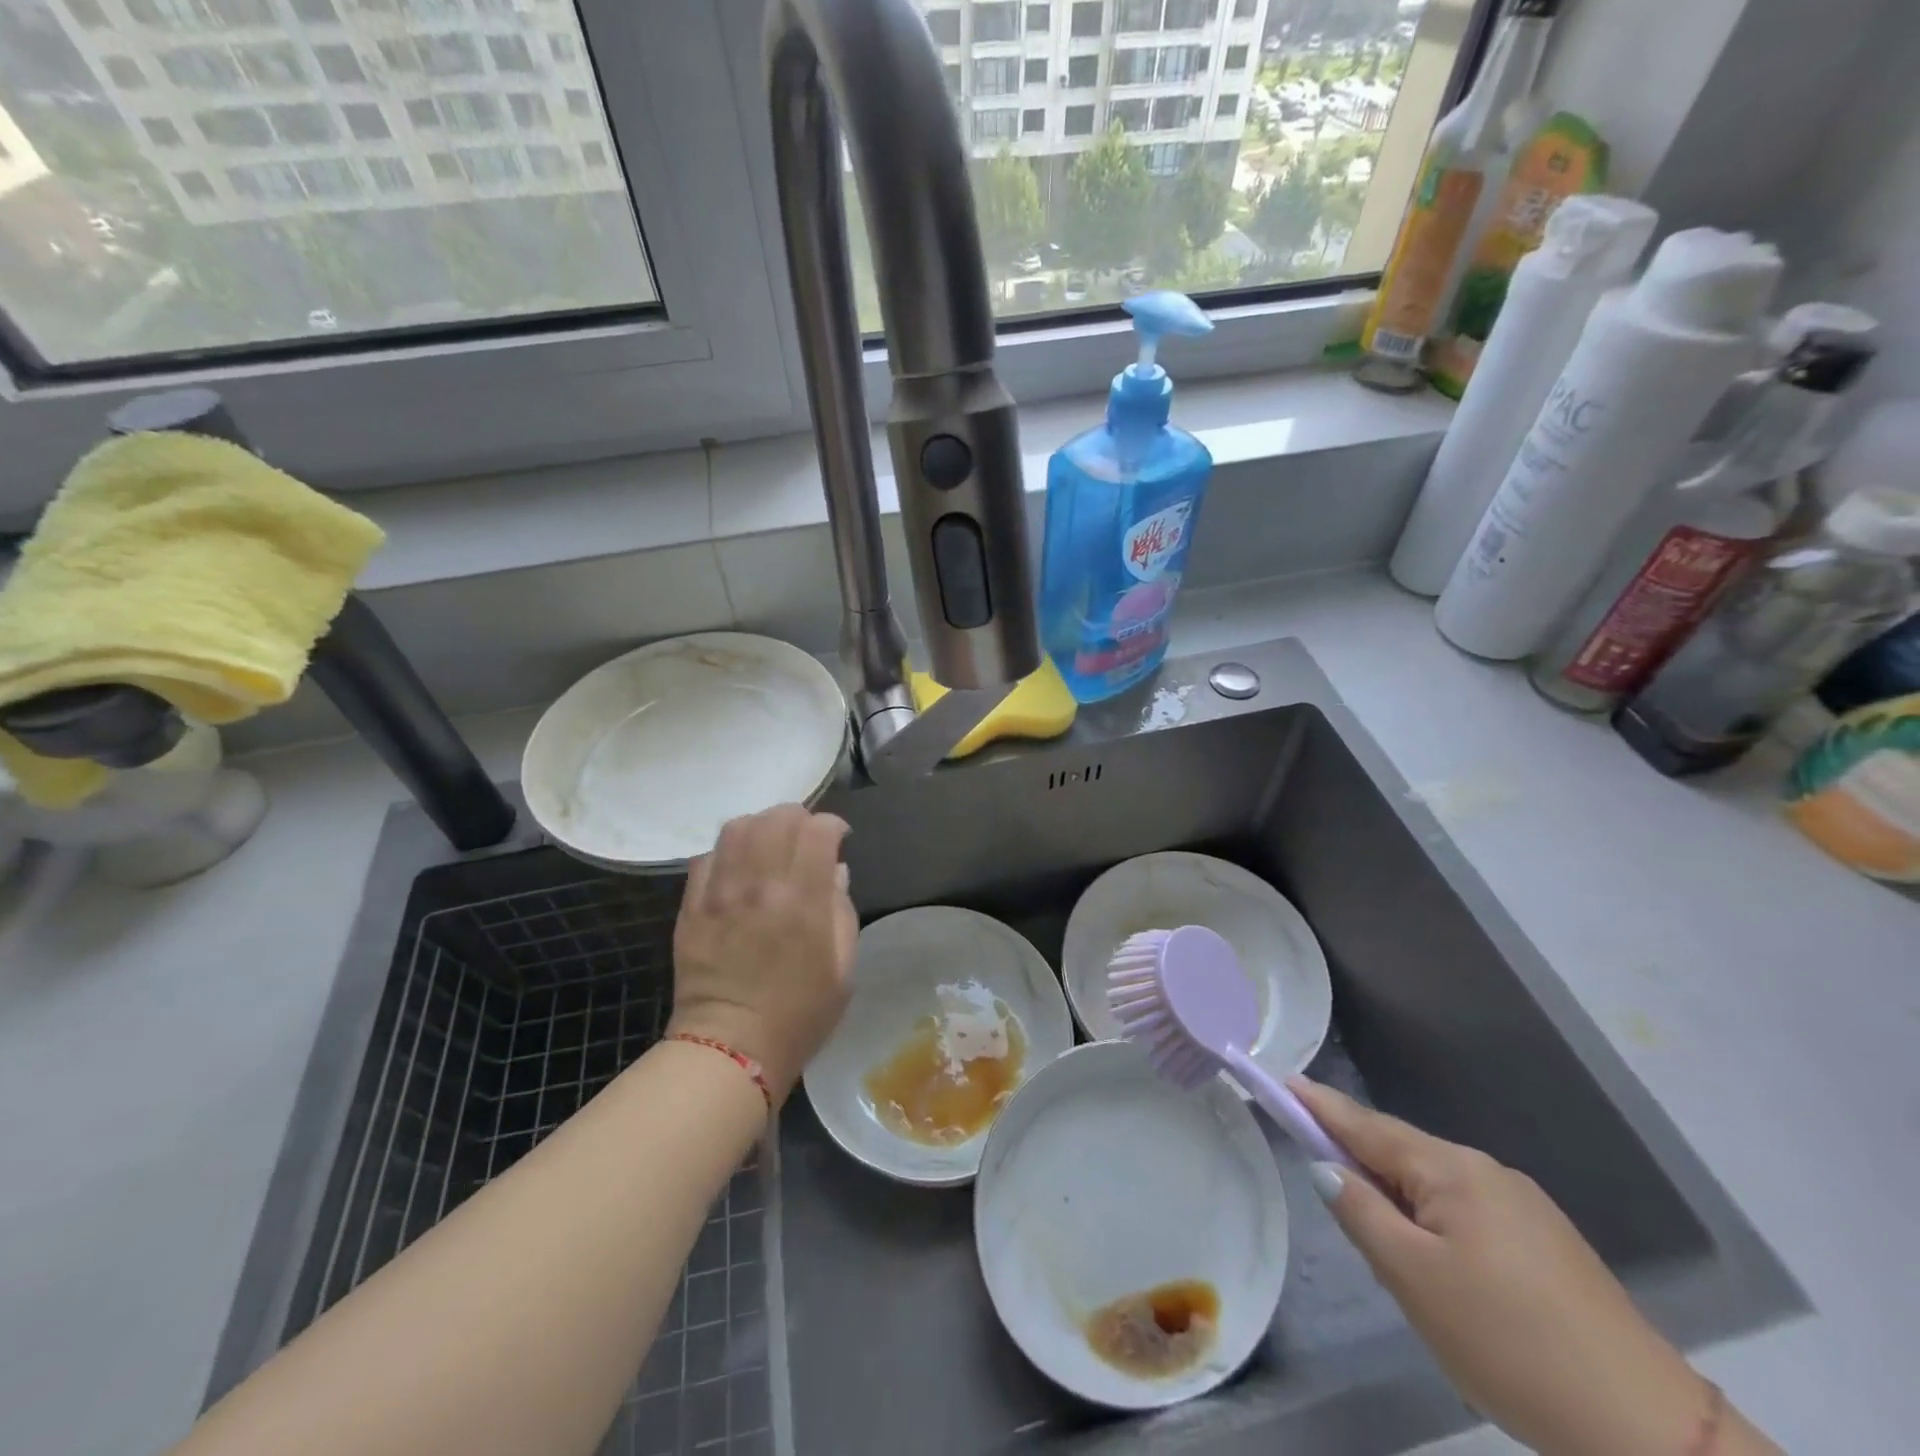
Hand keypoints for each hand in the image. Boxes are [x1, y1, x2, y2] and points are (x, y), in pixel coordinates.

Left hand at [668, 805, 856, 1106]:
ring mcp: (720, 892)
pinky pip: (706, 856)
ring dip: (760, 826)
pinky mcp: (691, 906)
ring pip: (737, 827)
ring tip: (769, 844)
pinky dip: (727, 851)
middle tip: (804, 837)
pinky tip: (737, 869)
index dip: (832, 825)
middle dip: (798, 818)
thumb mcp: (844, 966)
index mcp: (803, 899)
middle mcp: (760, 884)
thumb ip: (842, 910)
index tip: (838, 839)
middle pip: (777, 817)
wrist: (732, 1047)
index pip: (818, 830)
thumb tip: (834, 870)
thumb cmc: (801, 1013)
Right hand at [1292, 1078, 1718, 1455]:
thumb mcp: (1412, 1277)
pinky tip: (1441, 1266)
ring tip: (1382, 1243)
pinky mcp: (1550, 1244)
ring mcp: (1525, 1207)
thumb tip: (1326, 1166)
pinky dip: (1435, 1222)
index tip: (1282, 1080)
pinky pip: (1468, 1212)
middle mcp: (1486, 1171)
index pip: (1366, 1124)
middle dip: (1359, 1159)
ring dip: (1399, 1198)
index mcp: (1450, 1169)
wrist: (1651, 1431)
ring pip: (1435, 1187)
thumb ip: (1360, 1211)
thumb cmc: (1508, 1341)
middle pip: (1401, 1152)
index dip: (1319, 1104)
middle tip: (1321, 1176)